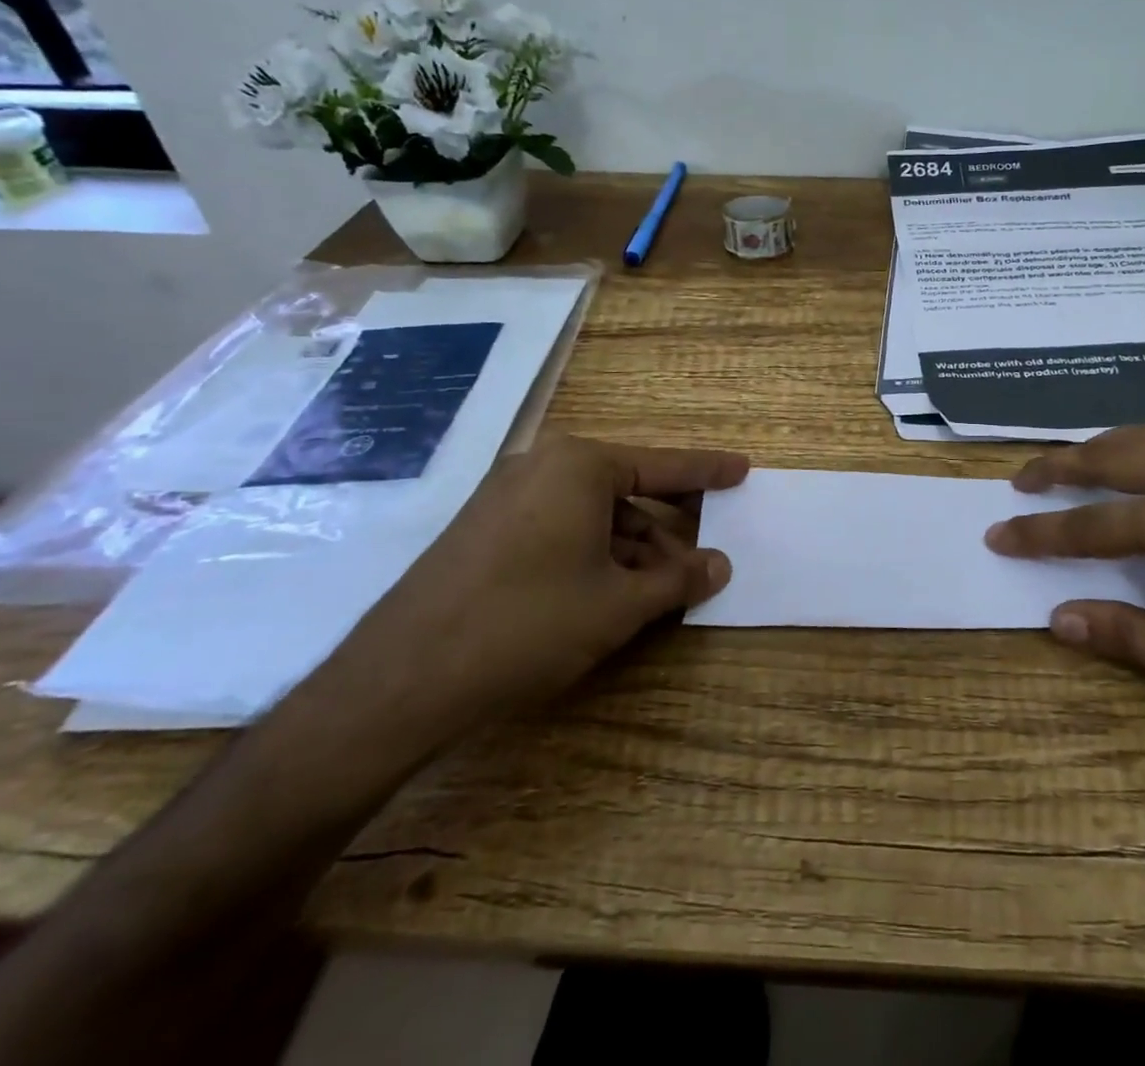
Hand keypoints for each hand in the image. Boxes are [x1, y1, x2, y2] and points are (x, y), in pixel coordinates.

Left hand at [325, 433, 748, 734]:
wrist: (402, 679)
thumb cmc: (529, 624)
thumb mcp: (618, 604)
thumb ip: (677, 580)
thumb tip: (720, 565)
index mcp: (579, 465)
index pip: (663, 465)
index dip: (707, 472)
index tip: (742, 469)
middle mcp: (542, 466)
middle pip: (627, 489)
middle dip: (668, 526)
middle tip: (704, 554)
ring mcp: (507, 496)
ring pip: (592, 513)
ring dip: (632, 548)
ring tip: (662, 589)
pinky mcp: (485, 529)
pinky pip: (559, 528)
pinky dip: (594, 553)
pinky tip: (612, 592)